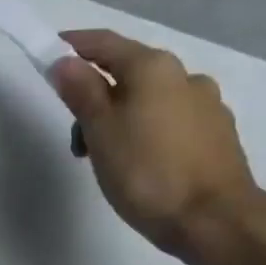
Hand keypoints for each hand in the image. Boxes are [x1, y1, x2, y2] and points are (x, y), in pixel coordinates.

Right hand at [49, 29, 265, 264]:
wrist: (214, 220)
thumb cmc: (146, 173)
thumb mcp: (100, 131)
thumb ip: (81, 92)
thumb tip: (64, 62)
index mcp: (154, 69)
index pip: (105, 44)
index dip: (73, 45)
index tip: (48, 53)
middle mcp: (185, 77)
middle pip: (128, 72)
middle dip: (95, 93)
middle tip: (74, 132)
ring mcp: (206, 105)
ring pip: (149, 99)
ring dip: (120, 116)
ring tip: (104, 157)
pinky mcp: (216, 135)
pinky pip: (169, 120)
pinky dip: (145, 130)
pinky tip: (138, 162)